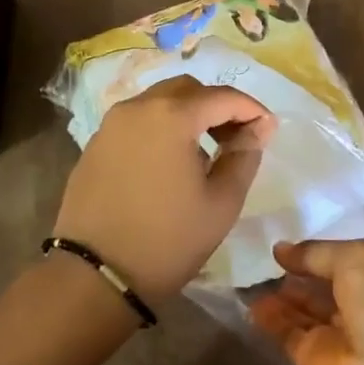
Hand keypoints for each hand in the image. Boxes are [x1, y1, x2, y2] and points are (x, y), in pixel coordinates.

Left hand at [52, 75, 275, 302]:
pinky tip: (169, 162)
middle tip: (236, 138)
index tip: (268, 129)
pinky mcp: (95, 144)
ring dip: (186, 115)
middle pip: (187, 90)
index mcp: (171, 116)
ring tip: (204, 151)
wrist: (96, 275)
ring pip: (158, 102)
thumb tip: (259, 127)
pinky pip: (136, 122)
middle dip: (216, 106)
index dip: (250, 109)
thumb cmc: (168, 240)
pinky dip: (159, 128)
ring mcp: (111, 124)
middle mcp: (137, 107)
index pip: (222, 97)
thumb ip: (244, 156)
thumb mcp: (221, 202)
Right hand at [249, 238, 363, 364]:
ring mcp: (333, 332)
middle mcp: (357, 303)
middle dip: (293, 272)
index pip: (341, 258)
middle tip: (257, 257)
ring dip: (277, 294)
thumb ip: (316, 252)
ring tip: (247, 276)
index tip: (281, 241)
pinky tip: (247, 303)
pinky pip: (285, 332)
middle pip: (318, 283)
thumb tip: (281, 250)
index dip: (313, 250)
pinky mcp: (310, 358)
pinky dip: (267, 319)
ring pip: (300, 307)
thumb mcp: (355, 259)